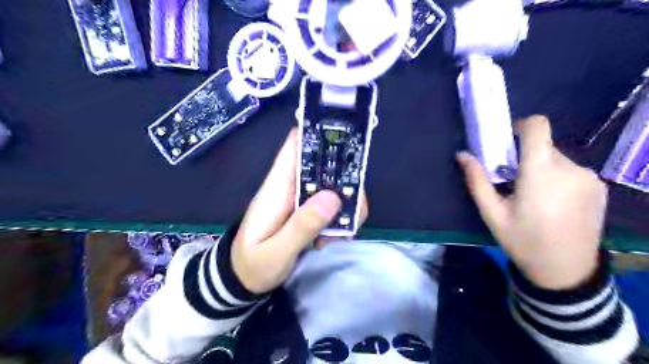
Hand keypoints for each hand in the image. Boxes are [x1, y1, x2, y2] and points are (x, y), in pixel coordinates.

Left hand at [233, 129, 364, 294]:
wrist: (242, 280)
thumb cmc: (252, 264)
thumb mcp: (275, 252)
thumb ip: (301, 227)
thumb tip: (333, 197)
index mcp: (277, 186)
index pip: (294, 145)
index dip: (317, 133)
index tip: (346, 135)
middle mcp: (291, 186)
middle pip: (324, 165)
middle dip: (346, 180)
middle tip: (353, 207)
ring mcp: (301, 199)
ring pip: (333, 185)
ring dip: (346, 205)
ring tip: (338, 234)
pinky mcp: (307, 211)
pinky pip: (332, 204)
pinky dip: (341, 218)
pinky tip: (333, 238)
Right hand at [458, 115, 606, 288]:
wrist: (566, 271)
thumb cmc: (523, 242)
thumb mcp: (492, 214)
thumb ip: (477, 181)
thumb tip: (462, 155)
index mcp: (541, 173)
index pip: (537, 127)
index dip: (520, 126)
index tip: (506, 141)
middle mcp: (570, 168)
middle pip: (543, 145)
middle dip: (524, 156)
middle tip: (510, 180)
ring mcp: (588, 178)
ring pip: (556, 158)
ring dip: (540, 168)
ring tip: (531, 196)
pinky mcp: (598, 187)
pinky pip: (570, 170)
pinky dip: (556, 177)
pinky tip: (551, 203)